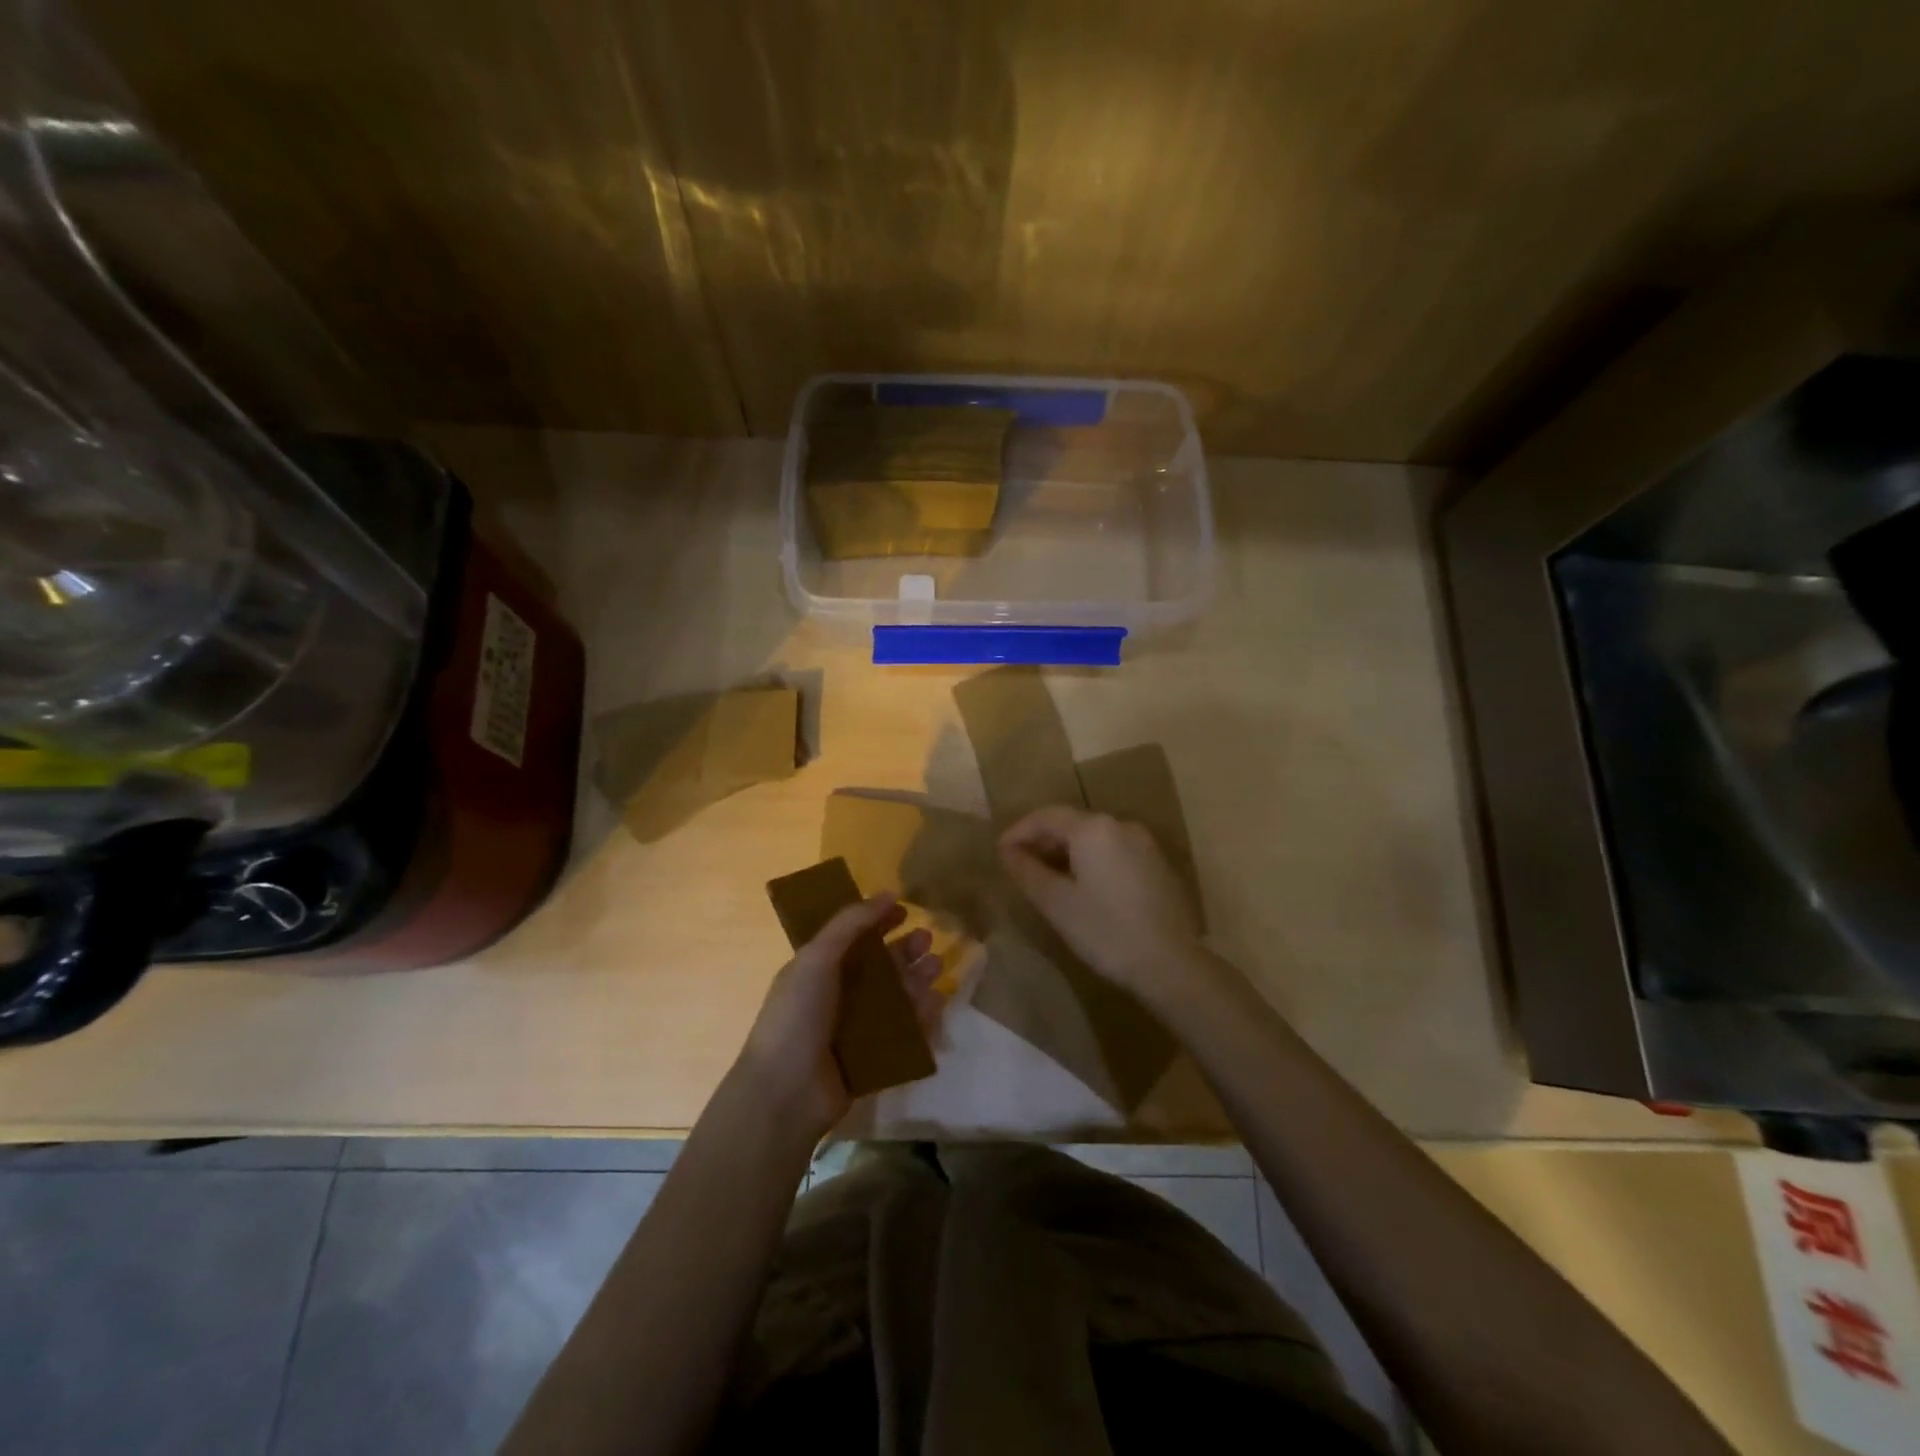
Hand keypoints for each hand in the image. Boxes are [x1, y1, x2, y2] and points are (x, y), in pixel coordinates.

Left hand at [735, 893, 942, 1142]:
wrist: (785, 1093)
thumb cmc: (797, 1016)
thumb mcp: (817, 958)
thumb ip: (850, 923)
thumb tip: (887, 893)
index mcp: (818, 969)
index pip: (853, 937)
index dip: (878, 921)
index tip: (905, 909)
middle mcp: (838, 995)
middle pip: (879, 967)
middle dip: (904, 951)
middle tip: (928, 941)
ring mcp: (855, 1029)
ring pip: (895, 998)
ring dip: (916, 981)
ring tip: (937, 969)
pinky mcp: (872, 1059)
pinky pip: (903, 1033)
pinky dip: (920, 1019)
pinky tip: (936, 1005)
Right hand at [999, 805, 1203, 999]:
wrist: (1171, 964)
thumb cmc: (1106, 931)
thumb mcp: (1057, 903)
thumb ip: (1027, 872)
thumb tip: (1007, 852)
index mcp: (1093, 828)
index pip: (1046, 816)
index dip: (1018, 832)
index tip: (1000, 853)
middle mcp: (1120, 825)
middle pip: (1071, 823)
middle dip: (1042, 841)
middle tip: (1018, 866)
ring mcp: (1144, 844)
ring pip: (1094, 838)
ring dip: (1066, 852)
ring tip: (1046, 878)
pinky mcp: (1157, 865)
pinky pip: (1114, 851)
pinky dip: (1091, 861)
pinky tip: (1082, 887)